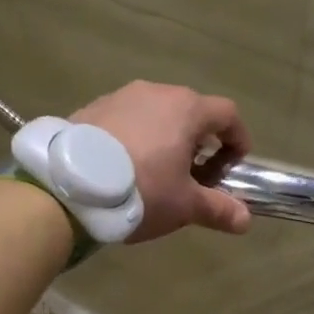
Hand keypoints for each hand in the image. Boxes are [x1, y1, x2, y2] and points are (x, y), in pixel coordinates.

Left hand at [69, 81, 252, 241]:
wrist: (68, 186)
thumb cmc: (141, 189)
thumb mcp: (184, 205)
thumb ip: (218, 209)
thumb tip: (245, 220)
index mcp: (186, 109)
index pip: (227, 114)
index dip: (238, 139)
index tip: (233, 167)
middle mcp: (155, 92)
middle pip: (190, 111)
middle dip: (200, 142)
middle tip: (194, 175)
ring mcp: (120, 97)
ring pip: (156, 114)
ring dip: (165, 138)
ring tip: (156, 173)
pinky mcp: (91, 108)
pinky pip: (125, 120)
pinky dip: (135, 138)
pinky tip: (122, 167)